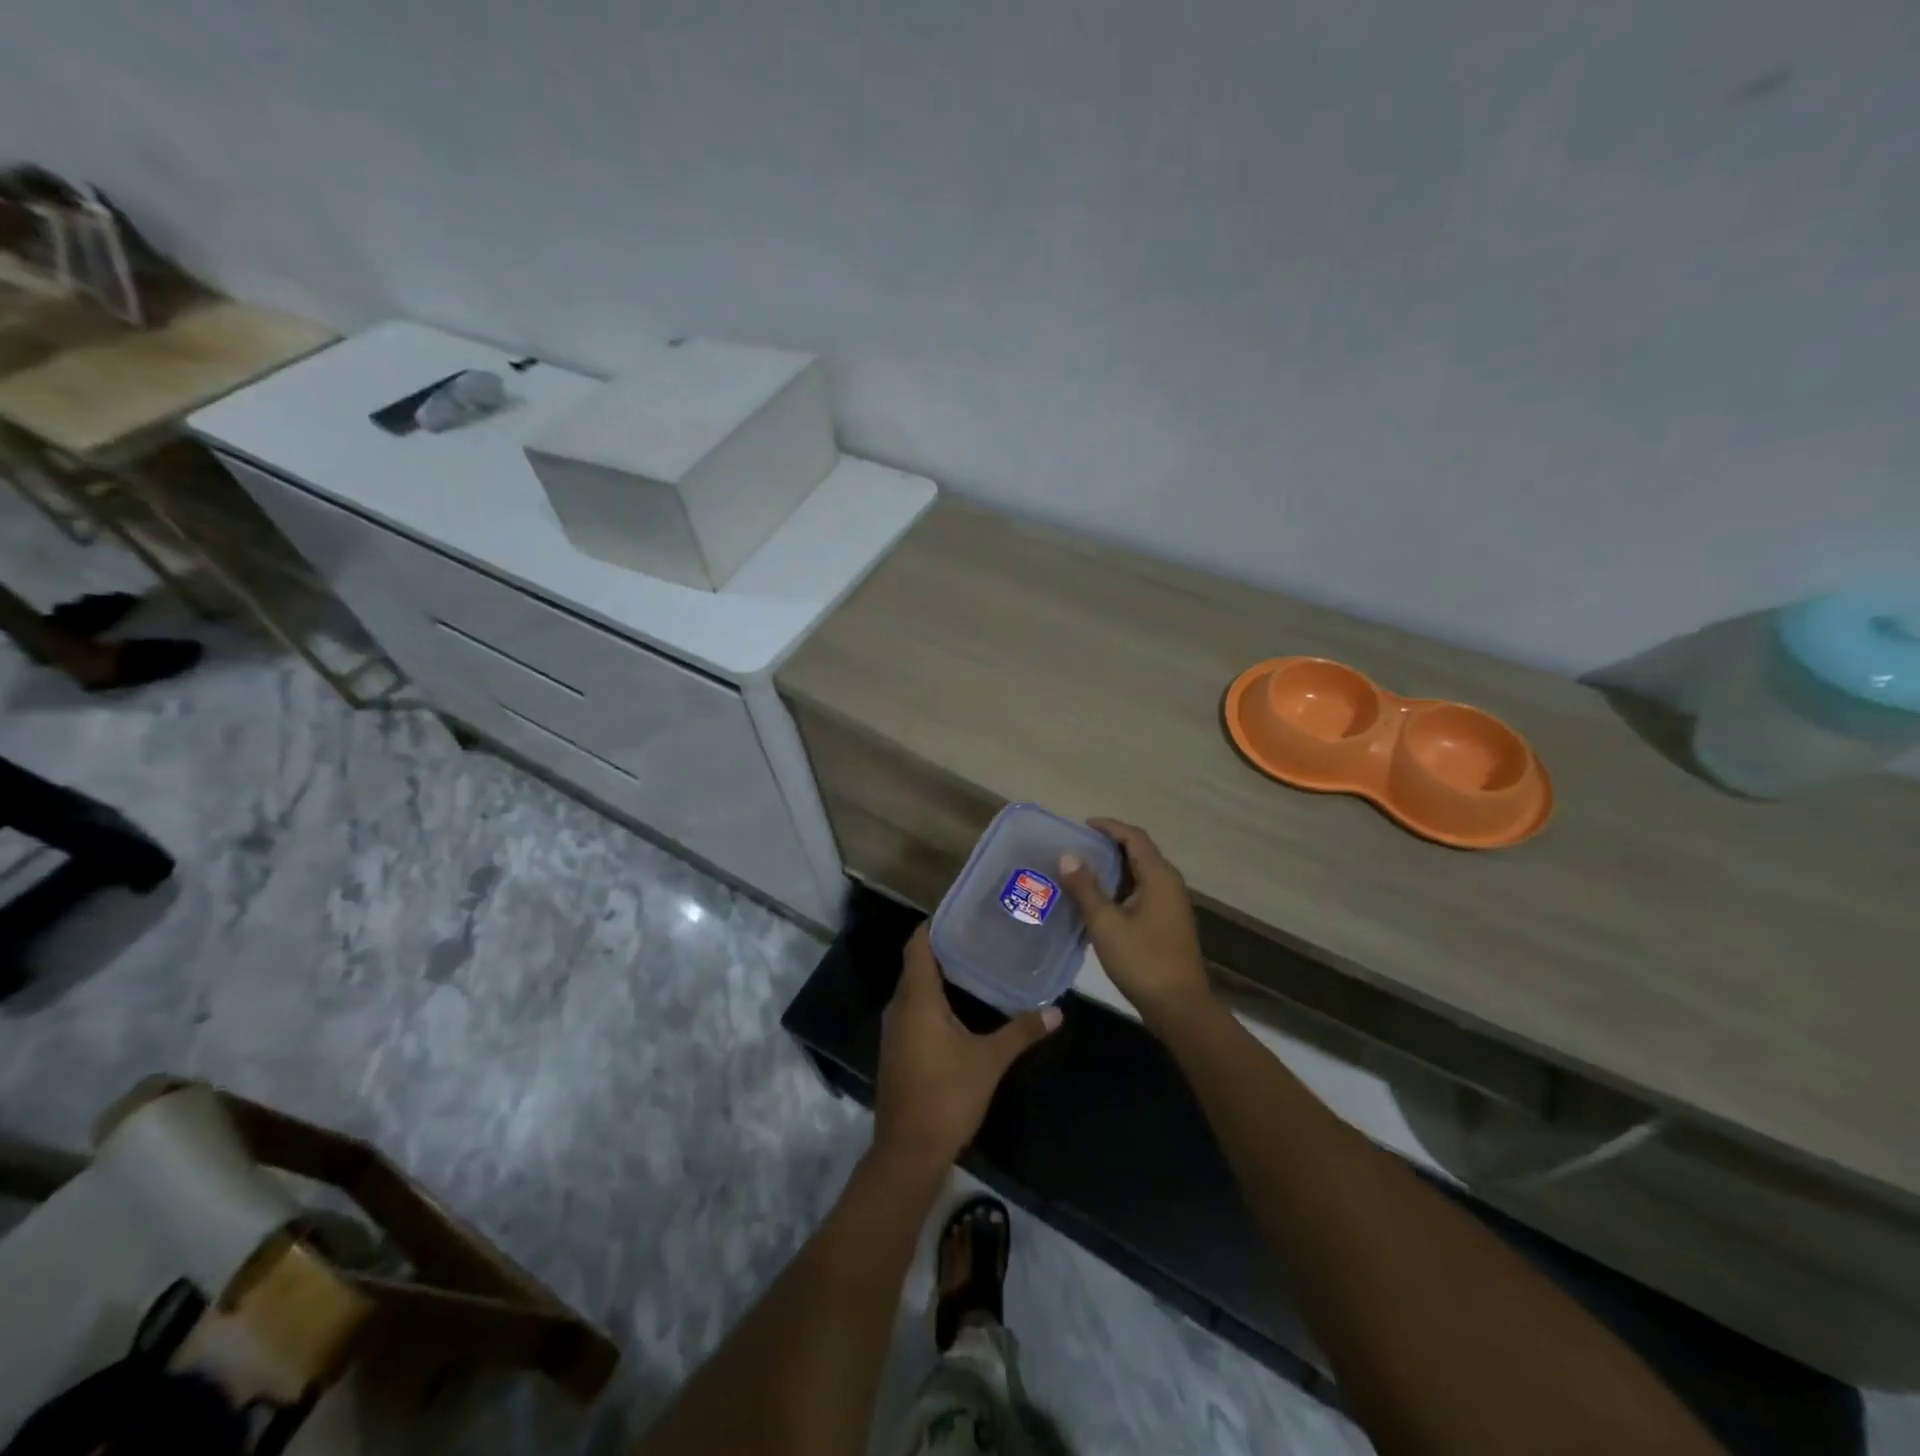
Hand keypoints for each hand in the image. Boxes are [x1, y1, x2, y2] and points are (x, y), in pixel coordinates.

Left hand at [873, 925, 1061, 1170]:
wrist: (908, 1151)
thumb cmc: (947, 1096)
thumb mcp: (990, 1061)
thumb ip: (1021, 1031)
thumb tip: (1057, 1011)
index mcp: (917, 999)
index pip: (918, 945)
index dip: (935, 924)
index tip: (962, 912)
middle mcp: (899, 1007)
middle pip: (916, 965)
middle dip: (944, 948)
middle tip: (979, 935)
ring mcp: (893, 1030)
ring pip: (914, 989)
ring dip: (938, 976)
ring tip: (974, 965)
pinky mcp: (896, 1050)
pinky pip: (912, 1011)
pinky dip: (932, 1000)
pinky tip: (959, 1007)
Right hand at [1058, 818, 1212, 1031]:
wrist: (1179, 1007)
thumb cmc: (1142, 960)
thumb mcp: (1106, 923)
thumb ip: (1085, 888)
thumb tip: (1067, 856)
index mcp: (1159, 876)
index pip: (1134, 837)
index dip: (1109, 826)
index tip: (1082, 825)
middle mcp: (1170, 884)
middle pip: (1140, 852)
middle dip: (1110, 845)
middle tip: (1078, 847)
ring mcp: (1172, 905)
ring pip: (1141, 874)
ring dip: (1115, 868)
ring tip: (1083, 870)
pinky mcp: (1168, 923)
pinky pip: (1143, 892)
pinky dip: (1122, 887)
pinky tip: (1100, 901)